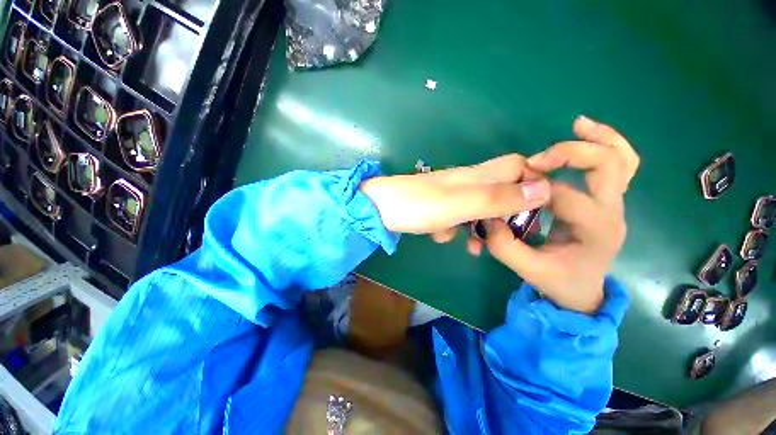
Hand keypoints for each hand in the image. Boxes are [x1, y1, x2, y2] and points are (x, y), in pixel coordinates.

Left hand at [360, 155, 551, 243]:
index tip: (537, 208)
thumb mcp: (461, 204)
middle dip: (507, 213)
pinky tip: (440, 236)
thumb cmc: (418, 205)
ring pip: (477, 208)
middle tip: (508, 235)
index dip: (532, 180)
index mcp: (475, 176)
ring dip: (479, 227)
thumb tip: (543, 189)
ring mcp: (449, 195)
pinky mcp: (435, 207)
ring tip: (476, 247)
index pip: (517, 166)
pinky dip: (452, 229)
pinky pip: (454, 217)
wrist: (378, 209)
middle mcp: (465, 182)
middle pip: (499, 190)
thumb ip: (498, 198)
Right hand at [482, 116, 639, 313]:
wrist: (582, 291)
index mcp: (595, 231)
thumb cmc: (558, 281)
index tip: (510, 193)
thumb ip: (504, 245)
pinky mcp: (607, 201)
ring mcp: (614, 204)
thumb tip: (489, 216)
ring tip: (577, 124)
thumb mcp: (526, 269)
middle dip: (569, 154)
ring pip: (622, 159)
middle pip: (607, 165)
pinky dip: (607, 143)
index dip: (533, 189)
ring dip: (600, 138)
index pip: (565, 196)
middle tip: (535, 161)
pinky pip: (620, 165)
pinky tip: (587, 133)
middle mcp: (611, 212)